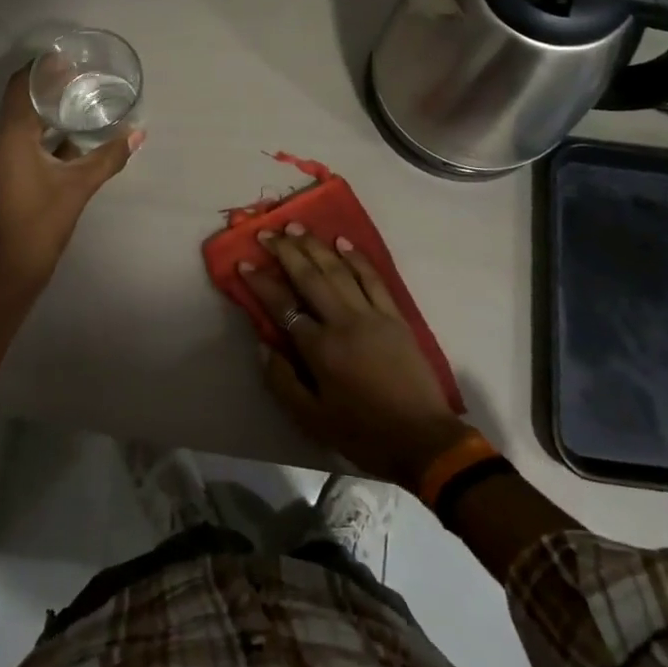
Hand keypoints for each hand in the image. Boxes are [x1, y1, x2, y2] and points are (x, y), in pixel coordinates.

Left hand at [0, 67, 141, 295]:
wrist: (13, 268)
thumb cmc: (43, 221)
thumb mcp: (80, 185)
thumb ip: (109, 156)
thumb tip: (138, 132)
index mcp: (10, 136)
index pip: (22, 86)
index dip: (43, 68)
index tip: (68, 58)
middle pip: (21, 101)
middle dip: (49, 87)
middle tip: (81, 76)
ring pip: (21, 122)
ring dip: (46, 111)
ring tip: (79, 101)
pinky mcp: (1, 172)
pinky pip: (20, 140)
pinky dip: (42, 132)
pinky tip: (69, 136)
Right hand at [238, 224, 467, 486]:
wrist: (423, 439)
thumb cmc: (363, 433)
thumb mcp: (311, 419)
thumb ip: (282, 381)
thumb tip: (264, 345)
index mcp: (320, 349)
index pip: (283, 306)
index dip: (261, 283)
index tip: (244, 262)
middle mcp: (344, 322)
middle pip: (310, 277)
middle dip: (286, 251)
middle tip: (268, 232)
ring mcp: (372, 315)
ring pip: (340, 270)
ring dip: (316, 246)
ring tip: (297, 227)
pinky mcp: (395, 316)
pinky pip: (373, 279)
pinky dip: (357, 258)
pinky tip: (342, 242)